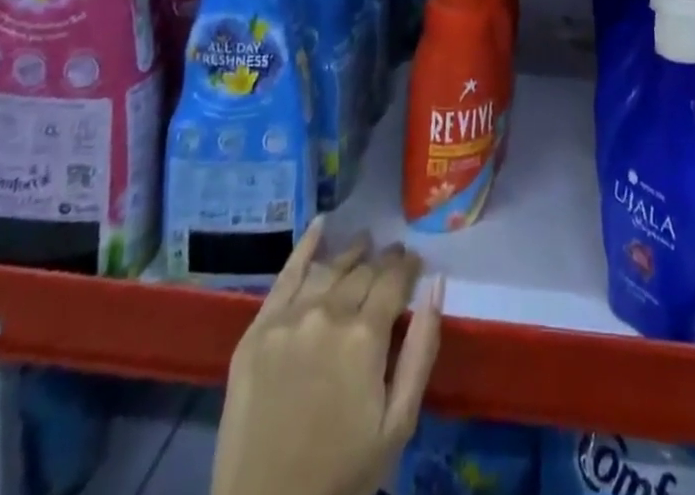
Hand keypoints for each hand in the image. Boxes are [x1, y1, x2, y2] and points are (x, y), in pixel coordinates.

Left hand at [212, 220, 444, 494]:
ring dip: (350, 254)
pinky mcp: (257, 330)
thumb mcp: (398, 424)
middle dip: (382, 261)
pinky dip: (306, 246)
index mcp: (365, 336)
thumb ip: (422, 350)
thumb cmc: (342, 474)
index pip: (394, 280)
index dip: (407, 266)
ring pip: (329, 269)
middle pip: (362, 272)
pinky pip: (285, 275)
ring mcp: (288, 319)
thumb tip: (437, 285)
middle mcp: (327, 314)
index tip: (415, 262)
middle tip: (392, 256)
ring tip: (364, 244)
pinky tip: (321, 225)